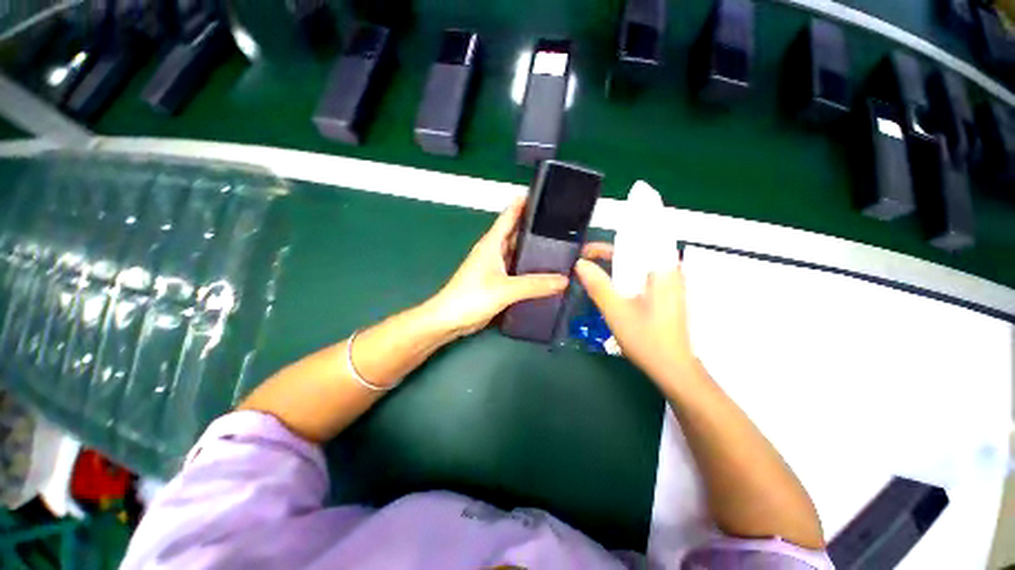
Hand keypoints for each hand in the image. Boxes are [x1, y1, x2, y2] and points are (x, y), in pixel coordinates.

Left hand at [427, 198, 568, 337]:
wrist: (450, 320)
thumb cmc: (471, 298)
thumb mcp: (505, 289)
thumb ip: (534, 285)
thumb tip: (563, 280)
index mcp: (492, 243)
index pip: (509, 216)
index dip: (523, 203)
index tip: (543, 194)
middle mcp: (494, 251)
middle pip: (517, 233)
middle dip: (535, 228)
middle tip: (561, 225)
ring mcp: (495, 267)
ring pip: (518, 253)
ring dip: (533, 250)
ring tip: (558, 247)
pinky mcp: (497, 282)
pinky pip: (517, 271)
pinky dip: (529, 269)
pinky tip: (544, 273)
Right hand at [574, 243, 694, 379]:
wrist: (673, 368)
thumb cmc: (646, 339)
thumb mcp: (616, 311)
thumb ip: (598, 285)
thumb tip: (580, 264)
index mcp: (661, 270)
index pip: (633, 242)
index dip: (605, 245)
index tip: (585, 253)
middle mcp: (670, 271)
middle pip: (635, 251)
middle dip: (608, 255)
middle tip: (586, 265)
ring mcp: (672, 283)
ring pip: (639, 264)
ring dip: (616, 266)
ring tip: (595, 275)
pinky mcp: (669, 294)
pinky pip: (644, 276)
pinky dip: (626, 277)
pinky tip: (615, 289)